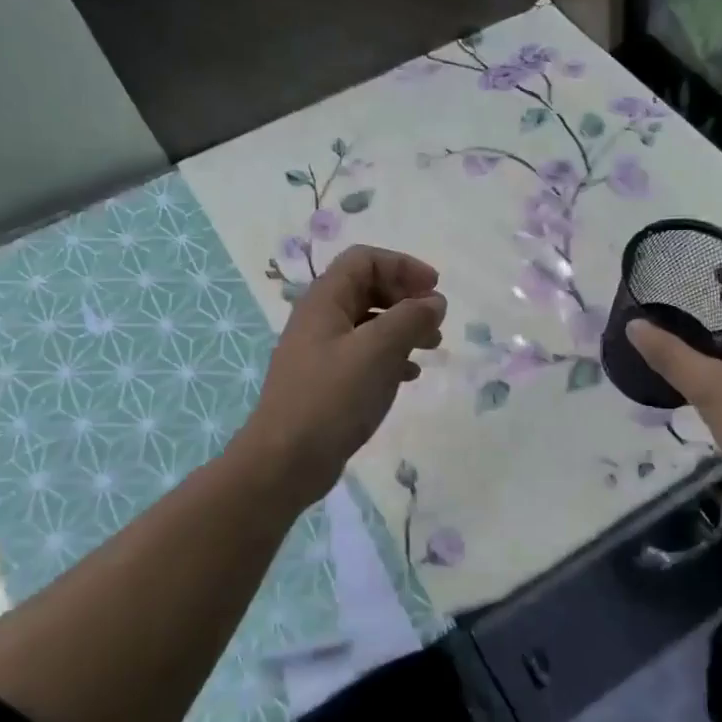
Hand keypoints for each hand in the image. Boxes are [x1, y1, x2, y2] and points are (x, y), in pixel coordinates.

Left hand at [240, 245, 445, 507]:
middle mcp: (320, 320)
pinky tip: (410, 375)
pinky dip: (392, 357)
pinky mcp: (328, 382)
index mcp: (325, 301)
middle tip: (436, 319)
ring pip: (369, 324)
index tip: (435, 289)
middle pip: (368, 288)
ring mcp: (322, 352)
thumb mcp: (378, 351)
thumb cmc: (332, 398)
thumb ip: (411, 318)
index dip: (403, 266)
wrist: (286, 461)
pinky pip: (365, 355)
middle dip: (406, 297)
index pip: (365, 260)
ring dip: (403, 328)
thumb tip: (434, 302)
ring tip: (432, 346)